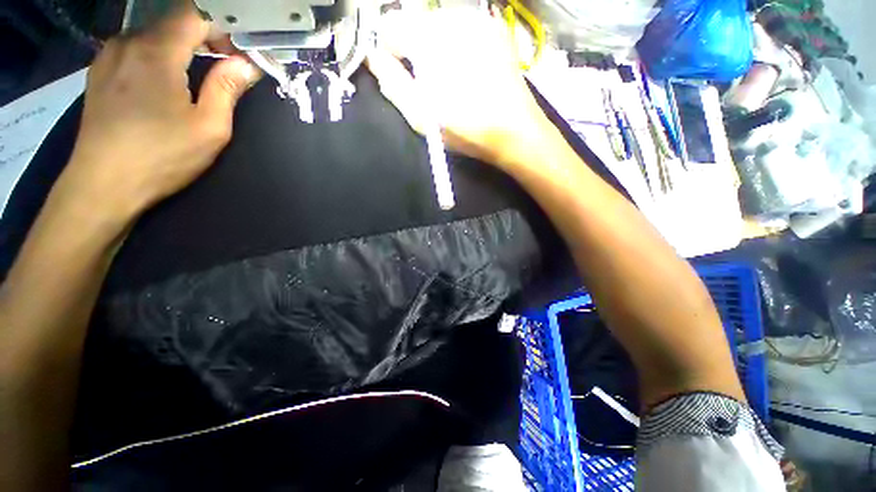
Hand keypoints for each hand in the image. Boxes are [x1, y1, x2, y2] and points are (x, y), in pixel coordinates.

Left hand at [56, 2, 259, 222]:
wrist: (102, 184)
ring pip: (154, 37)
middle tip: (226, 66)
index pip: (195, 16)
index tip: (239, 53)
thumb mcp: (209, 128)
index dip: (222, 28)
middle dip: (205, 39)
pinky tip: (164, 82)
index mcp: (157, 52)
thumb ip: (227, 89)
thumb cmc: (161, 156)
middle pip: (174, 23)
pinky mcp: (99, 73)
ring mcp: (109, 57)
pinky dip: (157, 57)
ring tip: (196, 77)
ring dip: (181, 49)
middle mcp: (128, 43)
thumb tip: (246, 64)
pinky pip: (135, 50)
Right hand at [366, 7, 555, 169]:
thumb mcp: (421, 115)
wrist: (514, 130)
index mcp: (427, 39)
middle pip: (415, 22)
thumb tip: (373, 57)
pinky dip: (457, 43)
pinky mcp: (494, 26)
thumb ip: (392, 83)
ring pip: (439, 23)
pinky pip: (463, 26)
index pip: (389, 26)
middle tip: (430, 82)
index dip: (390, 52)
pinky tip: (469, 68)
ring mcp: (476, 18)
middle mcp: (451, 17)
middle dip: (414, 49)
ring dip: (437, 46)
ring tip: (452, 78)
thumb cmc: (466, 128)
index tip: (401, 75)